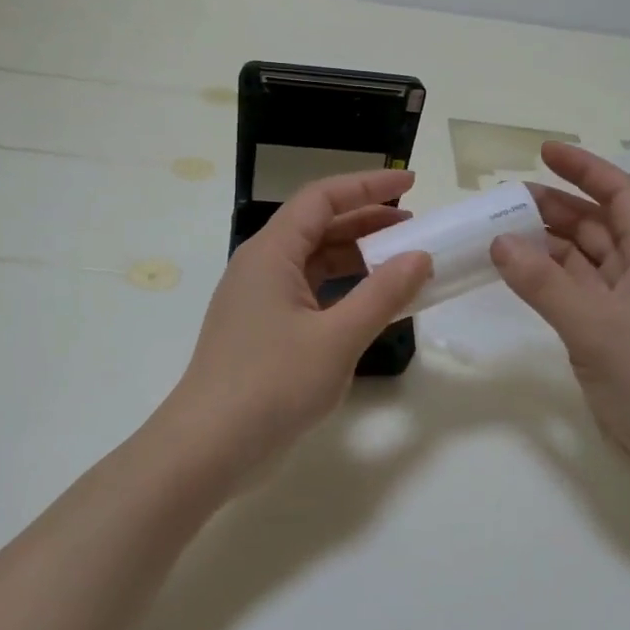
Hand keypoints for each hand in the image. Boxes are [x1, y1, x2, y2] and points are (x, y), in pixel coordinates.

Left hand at [165, 170, 431, 477]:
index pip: (321, 198)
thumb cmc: (272, 384)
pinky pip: (309, 294)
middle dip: (367, 221)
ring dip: (357, 258)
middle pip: (318, 227)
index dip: (368, 185)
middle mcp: (261, 267)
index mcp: (271, 253)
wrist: (209, 447)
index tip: (411, 183)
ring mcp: (259, 301)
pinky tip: (371, 305)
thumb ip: (382, 295)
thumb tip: (421, 257)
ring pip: (314, 263)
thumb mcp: (337, 338)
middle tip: (415, 227)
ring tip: (402, 263)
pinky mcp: (263, 331)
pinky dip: (343, 291)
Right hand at [490, 143, 629, 469]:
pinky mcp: (613, 335)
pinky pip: (576, 293)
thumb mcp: (595, 325)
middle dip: (557, 206)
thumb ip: (544, 283)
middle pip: (599, 224)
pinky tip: (519, 275)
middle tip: (506, 201)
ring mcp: (628, 306)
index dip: (586, 169)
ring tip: (502, 233)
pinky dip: (548, 281)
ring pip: (584, 260)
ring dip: (548, 245)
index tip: (543, 152)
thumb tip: (499, 242)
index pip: (622, 195)